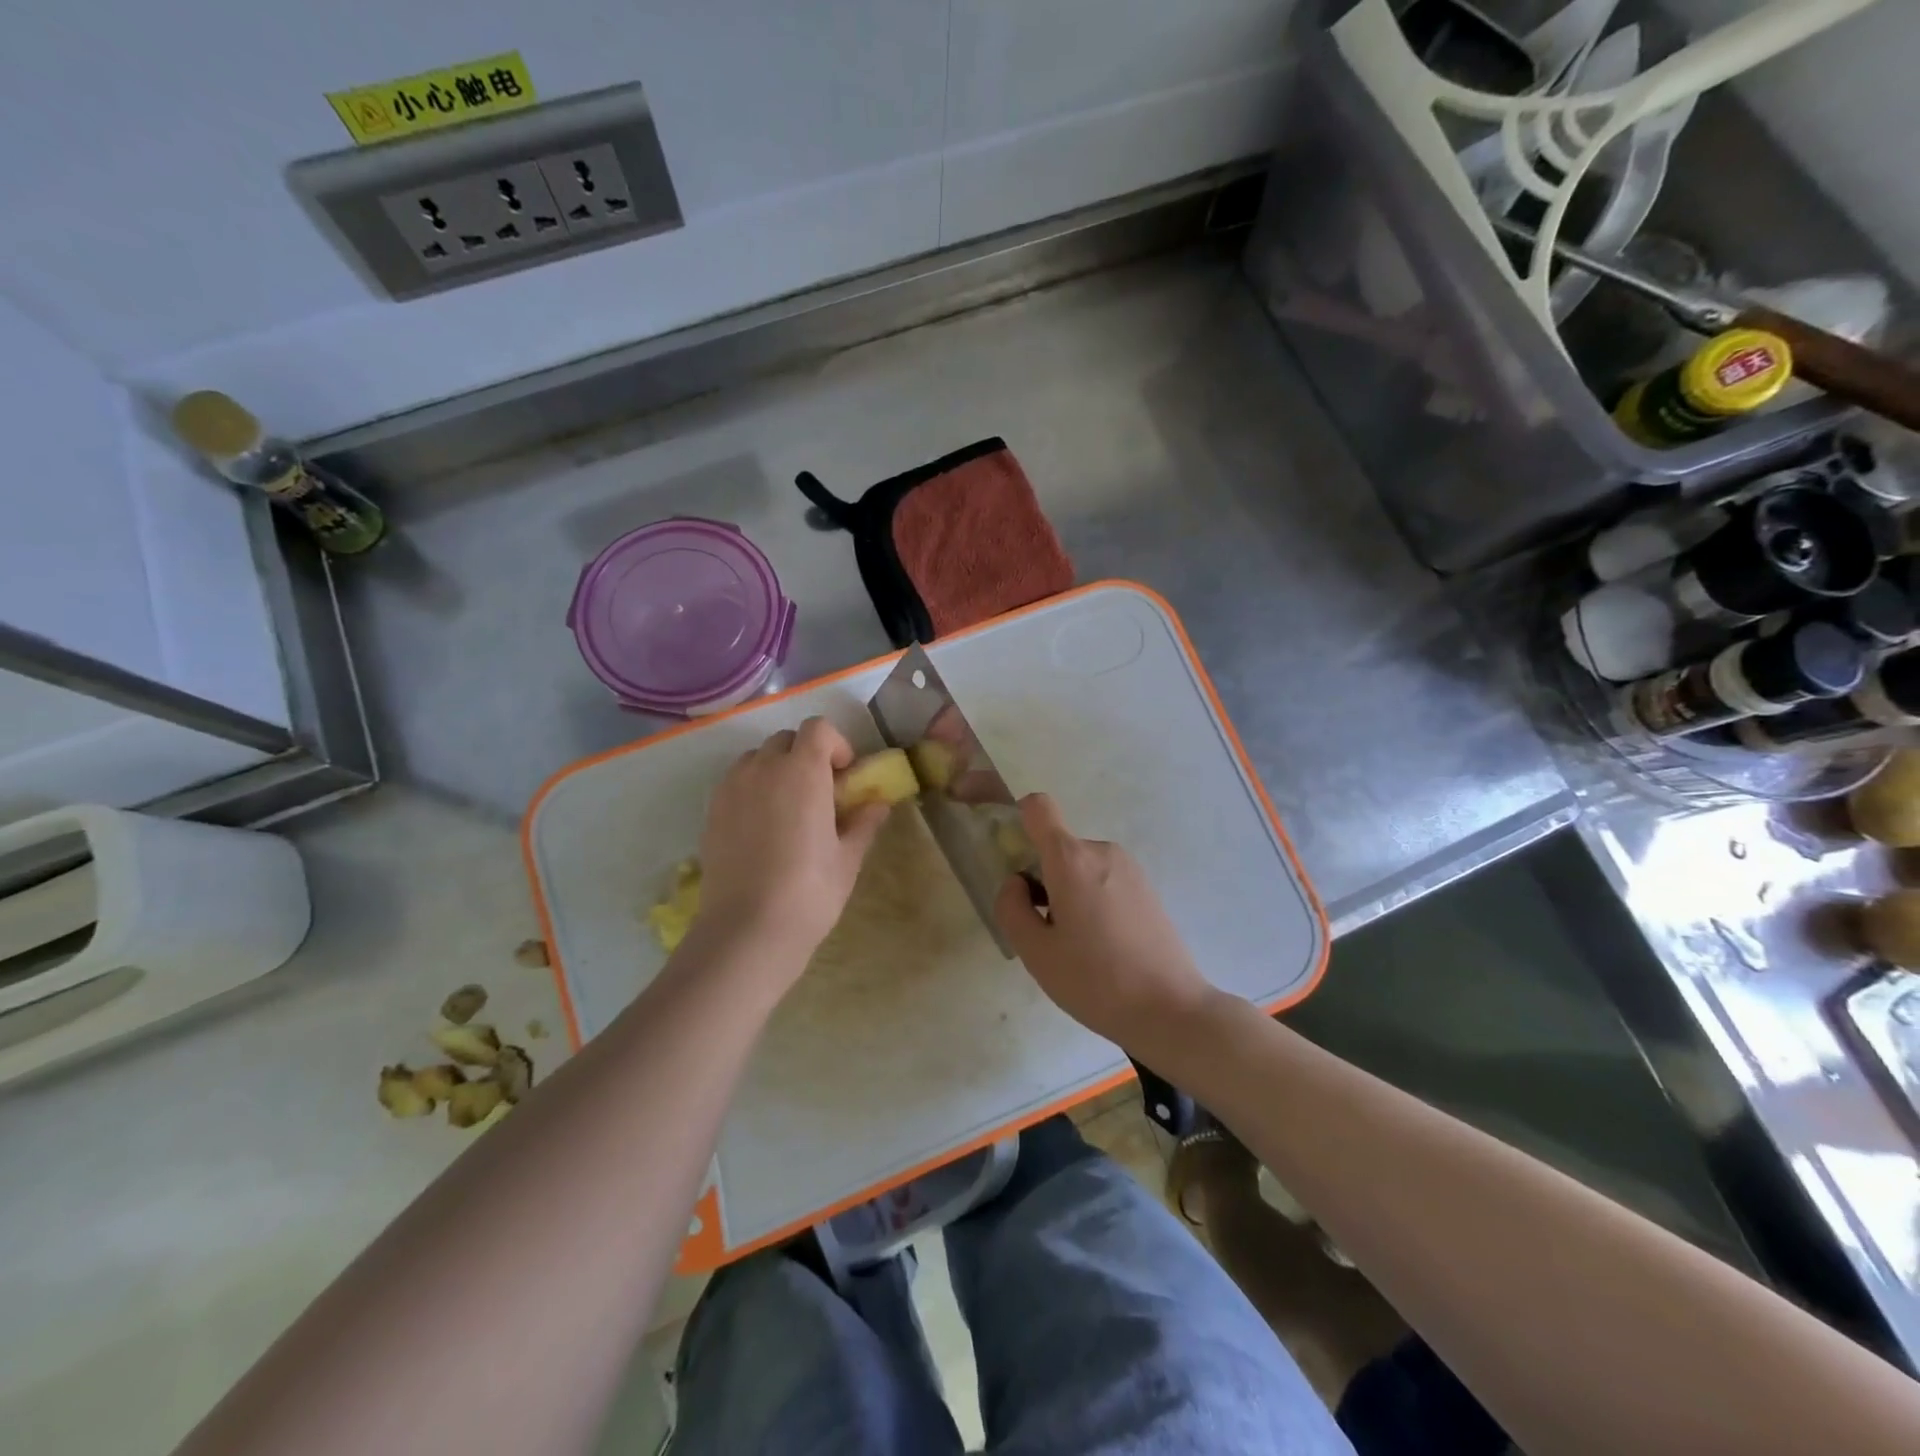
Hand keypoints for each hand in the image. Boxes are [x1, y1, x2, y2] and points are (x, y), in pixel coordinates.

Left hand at [695, 718, 890, 972]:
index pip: (817, 728)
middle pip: (786, 739)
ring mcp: (731, 788)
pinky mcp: (711, 812)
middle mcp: (763, 768)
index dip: (836, 744)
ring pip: (756, 759)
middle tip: (820, 792)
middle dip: (806, 755)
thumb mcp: (848, 858)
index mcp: (802, 771)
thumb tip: (878, 804)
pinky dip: (752, 789)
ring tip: (789, 809)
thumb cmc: (810, 891)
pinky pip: (735, 783)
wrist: (747, 930)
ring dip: (776, 769)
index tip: (845, 775)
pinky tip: (763, 828)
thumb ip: (864, 822)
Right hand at [993, 794, 1215, 1053]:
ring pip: (1080, 868)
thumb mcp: (1035, 952)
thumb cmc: (1095, 980)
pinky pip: (1104, 881)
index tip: (1016, 864)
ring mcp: (1130, 868)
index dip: (1019, 822)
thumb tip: (1016, 882)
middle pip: (1057, 848)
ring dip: (1069, 894)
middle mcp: (1102, 851)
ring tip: (1078, 946)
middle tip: (1047, 931)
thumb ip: (1011, 907)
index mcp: (1071, 859)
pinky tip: (1103, 947)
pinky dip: (1093, 902)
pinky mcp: (1147, 888)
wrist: (1171, 1009)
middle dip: (1043, 879)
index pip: (1038, 807)